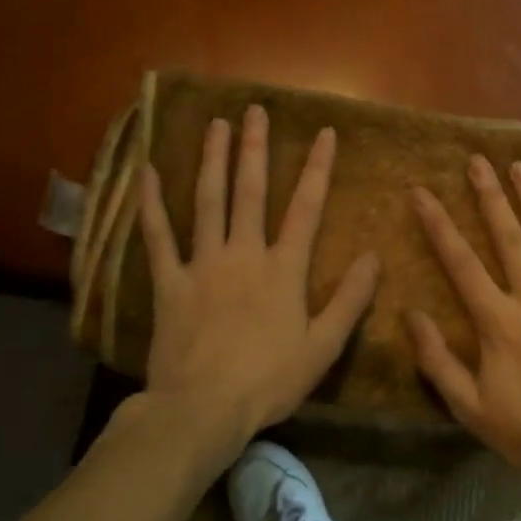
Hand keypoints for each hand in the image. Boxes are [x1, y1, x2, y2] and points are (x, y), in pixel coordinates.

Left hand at [137, 105, 379, 461]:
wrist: (201, 410)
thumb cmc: (268, 380)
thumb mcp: (323, 346)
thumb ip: (350, 299)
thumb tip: (373, 256)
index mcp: (283, 268)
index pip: (306, 207)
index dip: (317, 168)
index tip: (323, 132)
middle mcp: (243, 253)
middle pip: (250, 192)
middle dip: (255, 148)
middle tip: (255, 111)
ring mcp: (202, 264)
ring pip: (208, 202)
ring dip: (212, 160)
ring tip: (216, 125)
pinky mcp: (169, 282)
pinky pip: (159, 237)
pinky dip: (152, 205)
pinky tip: (147, 173)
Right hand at [408, 154, 520, 482]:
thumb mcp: (469, 406)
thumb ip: (437, 359)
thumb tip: (410, 314)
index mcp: (498, 321)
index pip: (460, 262)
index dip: (438, 225)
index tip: (421, 192)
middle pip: (508, 237)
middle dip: (489, 196)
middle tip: (477, 160)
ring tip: (520, 167)